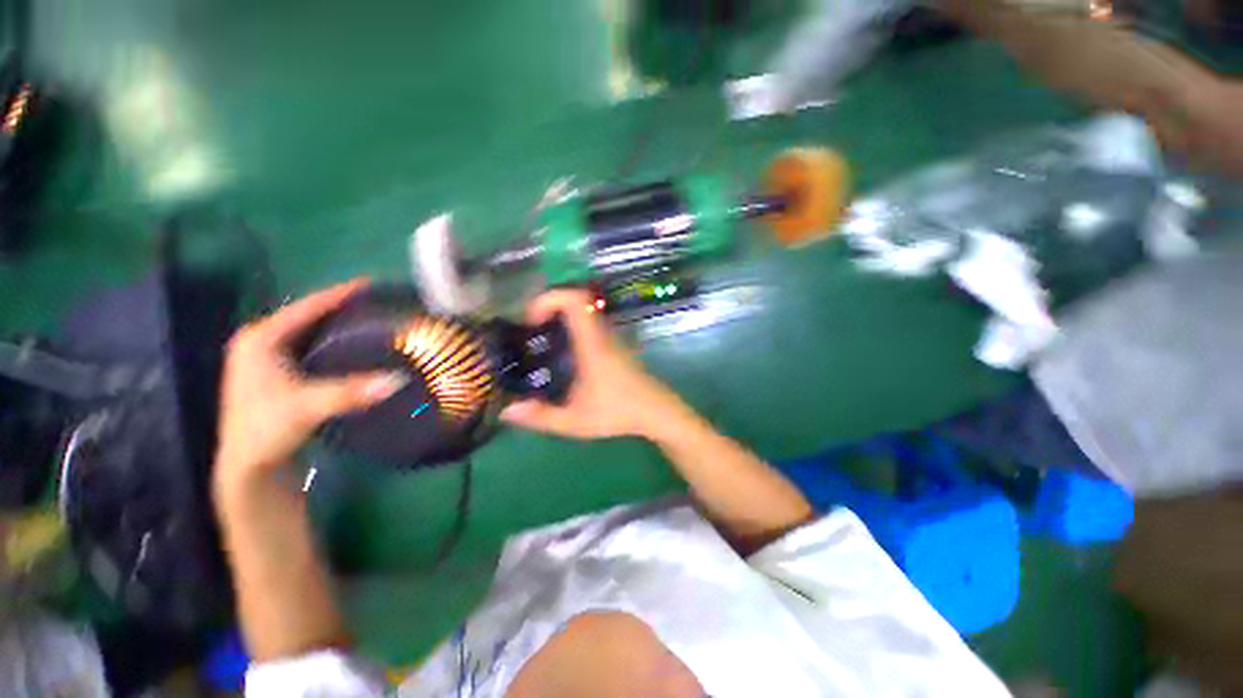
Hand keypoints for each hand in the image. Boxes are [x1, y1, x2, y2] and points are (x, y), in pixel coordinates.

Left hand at [213, 280, 407, 486]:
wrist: (248, 465)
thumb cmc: (266, 429)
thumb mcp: (307, 407)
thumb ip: (351, 391)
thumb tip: (400, 379)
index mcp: (260, 339)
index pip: (306, 307)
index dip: (338, 294)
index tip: (370, 283)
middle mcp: (260, 342)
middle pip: (308, 316)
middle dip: (341, 307)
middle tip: (377, 302)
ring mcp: (267, 359)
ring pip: (310, 332)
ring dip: (338, 325)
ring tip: (371, 319)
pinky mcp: (277, 374)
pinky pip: (311, 347)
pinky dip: (333, 342)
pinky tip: (353, 346)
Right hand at [500, 290, 689, 440]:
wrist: (656, 411)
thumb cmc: (617, 412)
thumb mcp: (575, 421)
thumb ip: (541, 417)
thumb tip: (508, 412)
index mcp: (591, 343)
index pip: (574, 300)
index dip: (548, 299)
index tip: (531, 320)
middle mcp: (602, 333)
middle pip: (578, 299)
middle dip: (550, 305)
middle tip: (532, 326)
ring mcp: (611, 337)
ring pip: (586, 310)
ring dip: (562, 314)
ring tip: (544, 336)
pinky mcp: (616, 345)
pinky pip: (591, 323)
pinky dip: (573, 325)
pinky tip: (565, 351)